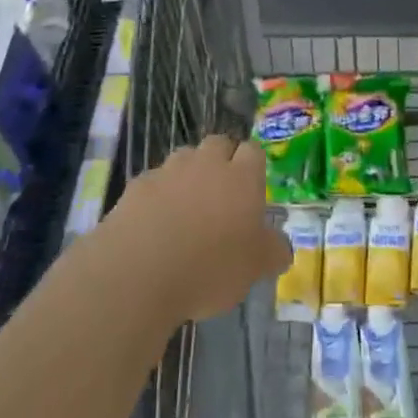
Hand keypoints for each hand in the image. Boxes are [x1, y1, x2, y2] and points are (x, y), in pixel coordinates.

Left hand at [105, 135, 290, 322]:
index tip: (252, 190)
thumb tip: (281, 247)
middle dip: (221, 160)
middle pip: (218, 144)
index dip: (253, 166)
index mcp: (241, 177)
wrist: (139, 273)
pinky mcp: (137, 186)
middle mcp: (206, 164)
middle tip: (221, 195)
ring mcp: (169, 171)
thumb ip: (273, 251)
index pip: (253, 151)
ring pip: (184, 158)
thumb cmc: (210, 268)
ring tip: (186, 209)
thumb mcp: (255, 268)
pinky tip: (155, 223)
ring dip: (188, 174)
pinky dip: (158, 195)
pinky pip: (154, 182)